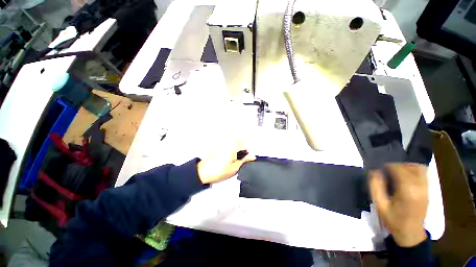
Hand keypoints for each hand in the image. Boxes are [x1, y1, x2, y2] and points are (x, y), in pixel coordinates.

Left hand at [197, 142, 255, 183]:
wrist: (203, 173)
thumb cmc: (219, 171)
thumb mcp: (235, 168)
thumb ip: (245, 160)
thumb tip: (252, 156)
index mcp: (233, 147)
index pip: (245, 145)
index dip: (248, 152)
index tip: (248, 159)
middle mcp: (228, 143)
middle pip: (240, 142)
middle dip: (243, 149)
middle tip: (242, 159)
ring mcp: (223, 143)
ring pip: (234, 143)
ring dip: (237, 148)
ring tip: (236, 159)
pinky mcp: (218, 146)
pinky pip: (228, 144)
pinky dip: (232, 148)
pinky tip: (230, 157)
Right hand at [369, 163, 427, 246]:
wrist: (410, 233)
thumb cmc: (393, 220)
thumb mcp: (380, 205)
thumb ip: (376, 186)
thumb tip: (374, 171)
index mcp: (408, 191)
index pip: (399, 169)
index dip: (388, 165)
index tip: (378, 166)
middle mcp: (420, 187)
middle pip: (410, 166)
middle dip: (396, 165)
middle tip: (384, 169)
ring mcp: (426, 188)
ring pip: (418, 168)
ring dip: (405, 166)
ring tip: (394, 171)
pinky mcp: (427, 190)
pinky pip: (422, 173)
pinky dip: (412, 170)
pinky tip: (403, 175)